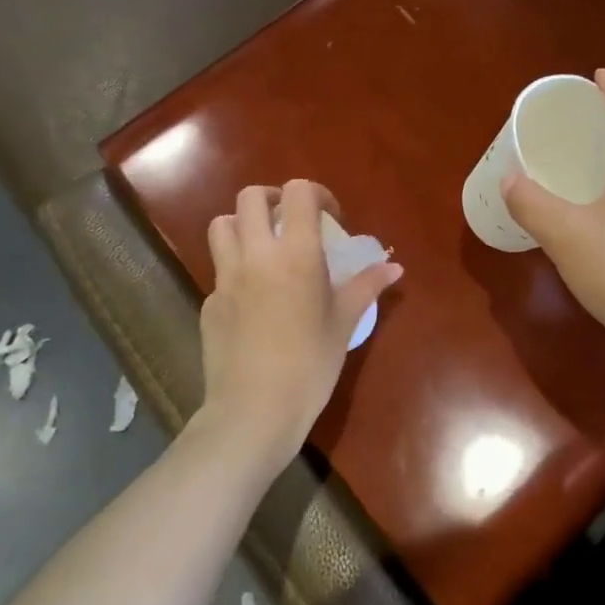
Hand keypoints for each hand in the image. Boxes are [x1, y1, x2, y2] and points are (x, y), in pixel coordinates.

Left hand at [198, 179, 401, 471]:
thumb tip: (395, 267)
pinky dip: (235, 270)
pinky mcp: (209, 303)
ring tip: (264, 248)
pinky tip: (252, 301)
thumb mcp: (344, 323)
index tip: (330, 218)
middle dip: (272, 199)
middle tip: (291, 222)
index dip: (316, 194)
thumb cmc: (310, 364)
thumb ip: (367, 286)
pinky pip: (219, 270)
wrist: (254, 411)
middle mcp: (255, 255)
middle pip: (250, 197)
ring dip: (243, 225)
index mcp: (295, 253)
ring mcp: (225, 278)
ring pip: (222, 225)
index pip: (297, 193)